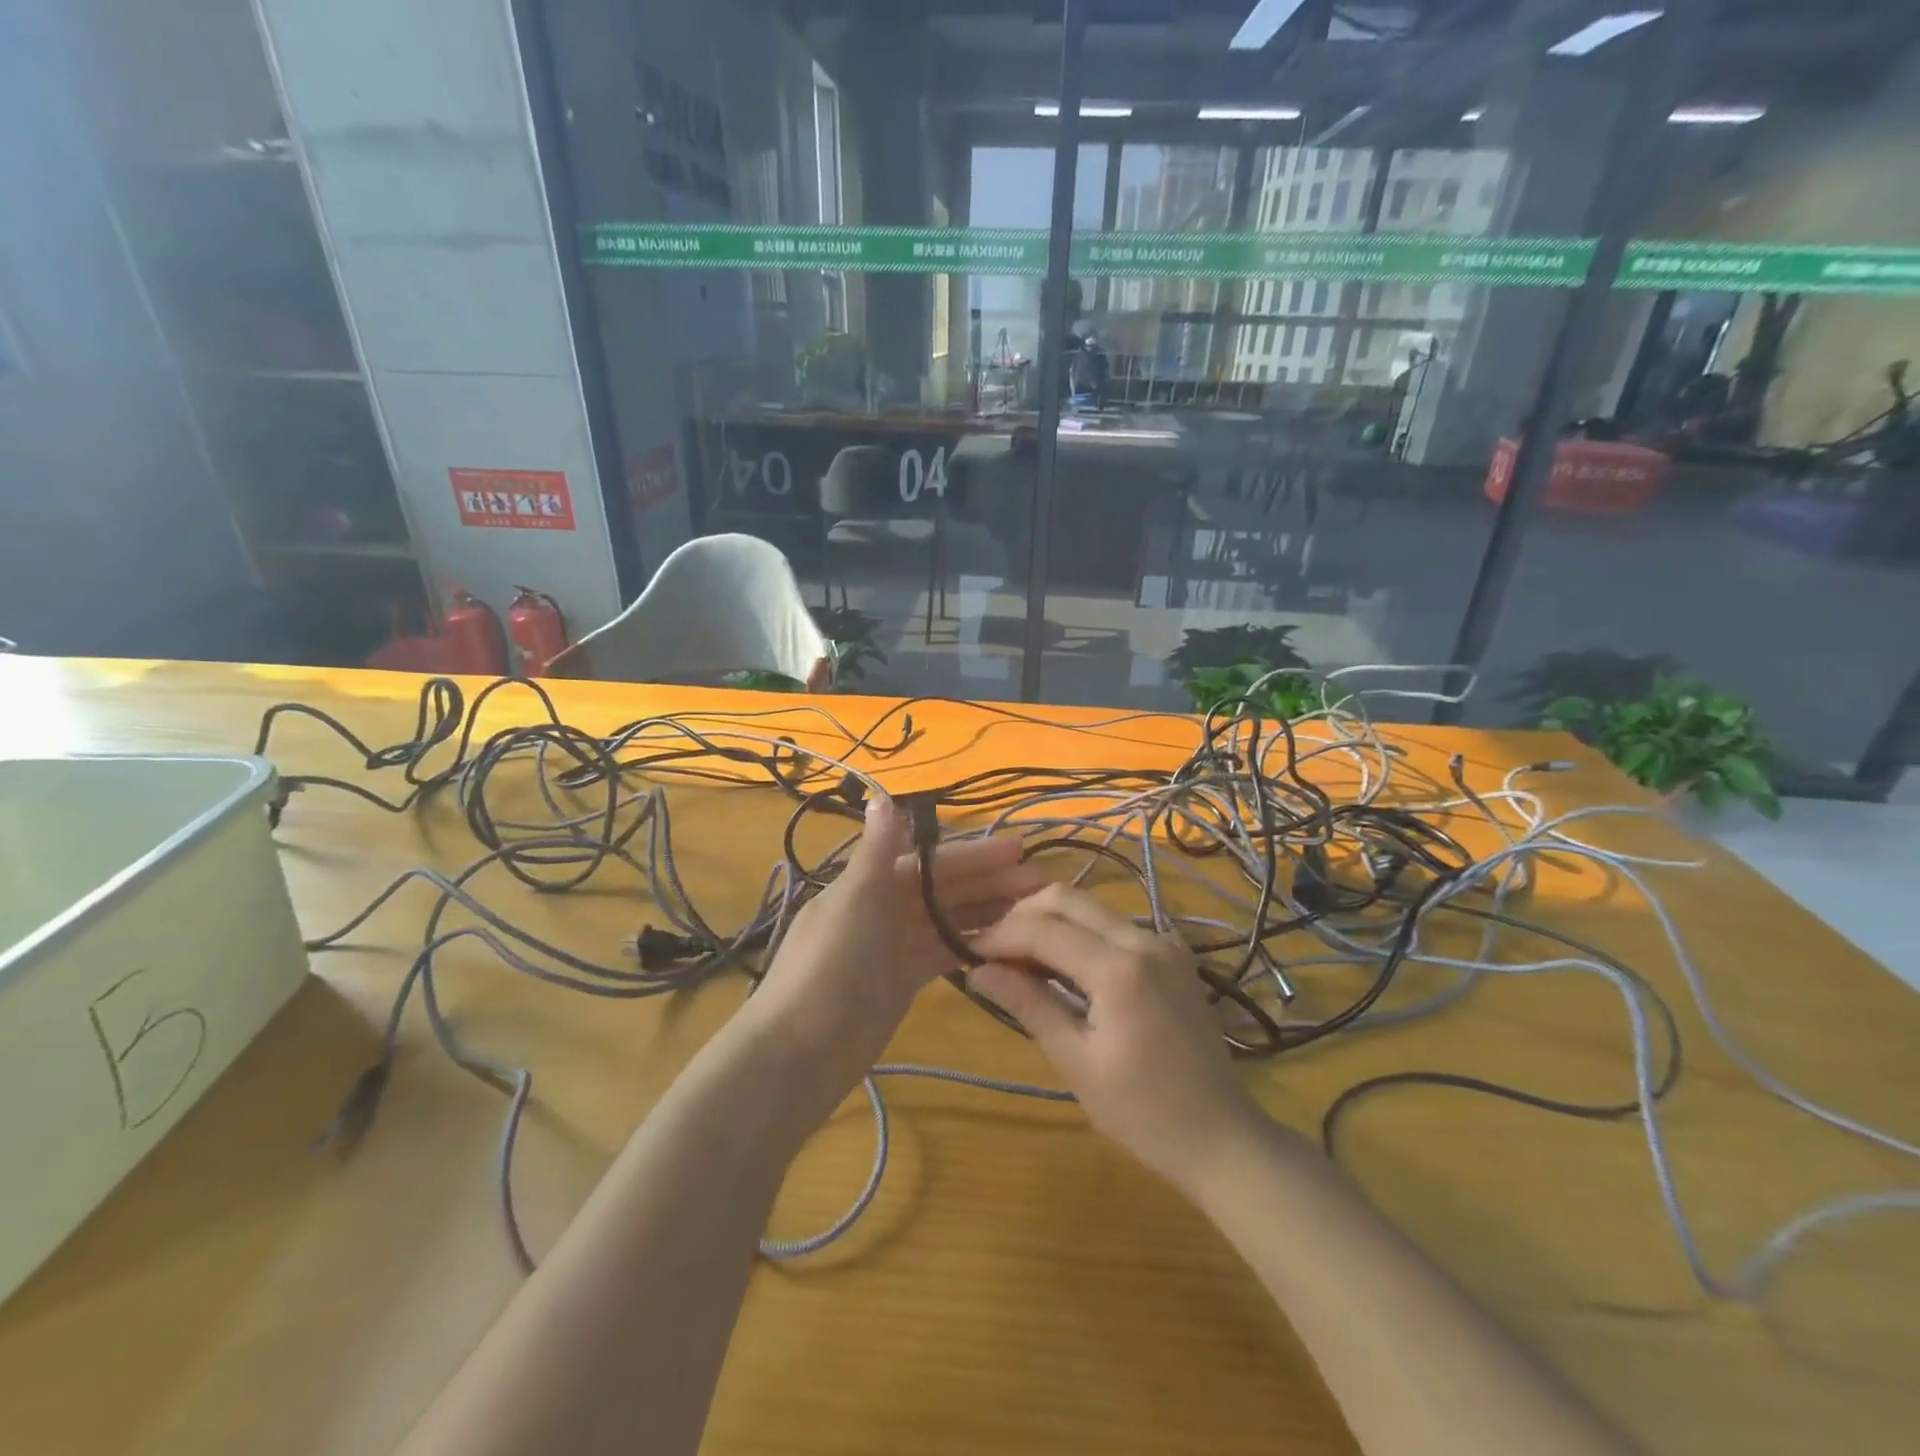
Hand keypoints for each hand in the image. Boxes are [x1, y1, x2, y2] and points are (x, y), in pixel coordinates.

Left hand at [743, 794, 1045, 1125]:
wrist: (799, 1051)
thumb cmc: (828, 966)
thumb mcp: (854, 900)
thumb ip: (876, 850)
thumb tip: (883, 793)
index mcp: (869, 883)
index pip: (930, 860)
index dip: (973, 854)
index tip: (1017, 849)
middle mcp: (882, 908)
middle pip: (943, 888)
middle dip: (988, 882)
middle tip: (1039, 881)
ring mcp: (892, 947)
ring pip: (946, 920)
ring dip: (985, 912)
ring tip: (1032, 911)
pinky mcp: (901, 982)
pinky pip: (941, 954)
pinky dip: (968, 945)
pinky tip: (1004, 943)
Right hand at [967, 885, 1267, 1193]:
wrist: (1223, 1137)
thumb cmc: (1144, 1113)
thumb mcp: (1077, 1062)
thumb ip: (1029, 1005)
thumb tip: (978, 971)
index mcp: (1120, 968)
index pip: (1043, 929)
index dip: (1000, 935)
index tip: (967, 951)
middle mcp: (1144, 939)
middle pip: (1067, 899)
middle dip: (1022, 916)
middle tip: (992, 950)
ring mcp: (1163, 941)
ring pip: (1090, 907)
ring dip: (1049, 922)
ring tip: (1018, 958)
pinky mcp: (1171, 953)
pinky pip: (1113, 925)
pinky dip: (1078, 933)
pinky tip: (1060, 964)